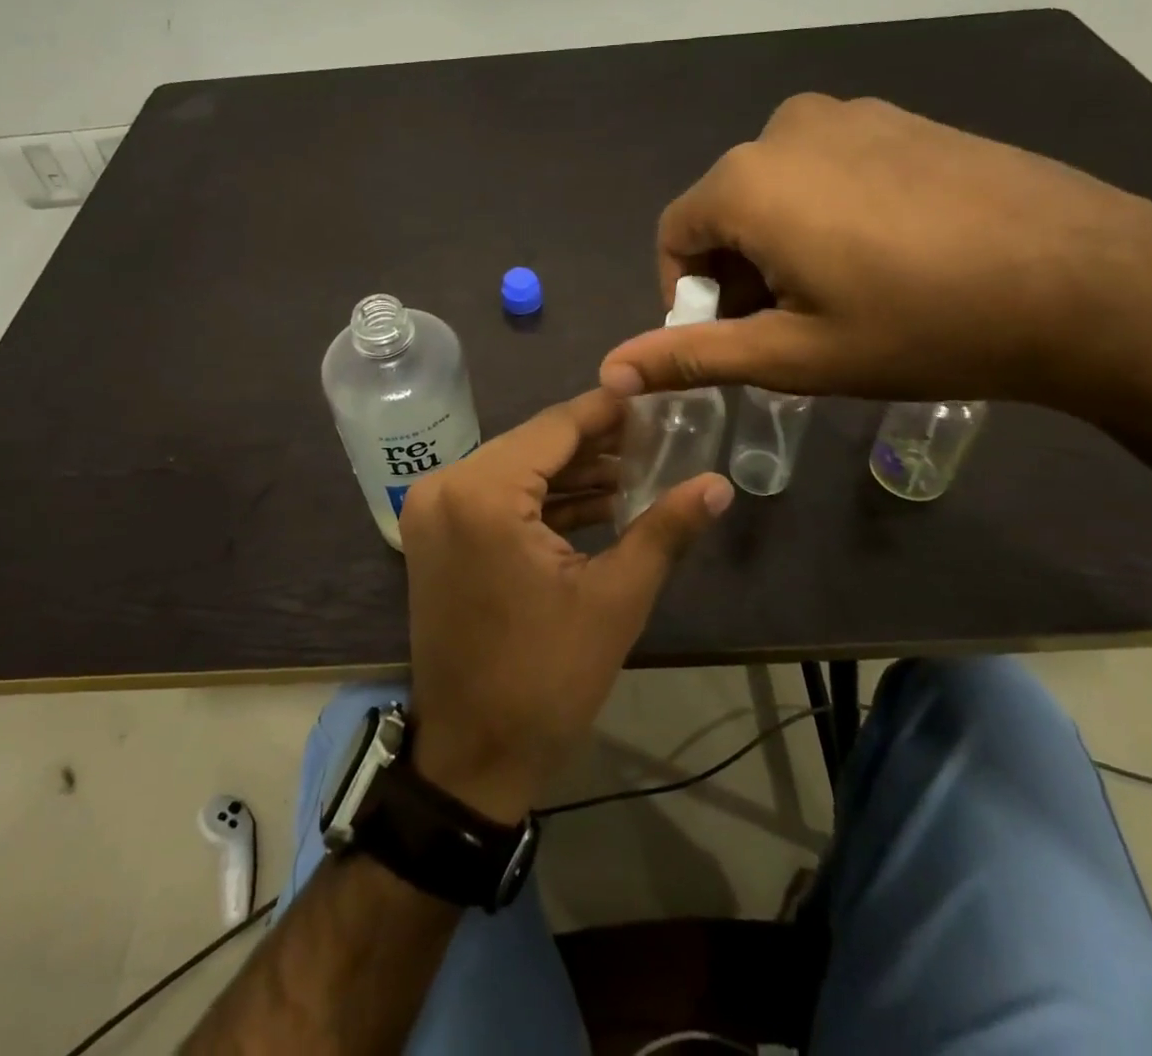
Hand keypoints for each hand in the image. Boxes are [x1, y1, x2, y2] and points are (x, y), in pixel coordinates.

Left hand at [397, 388, 732, 823]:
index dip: (609, 410)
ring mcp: (433, 510)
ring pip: (515, 469)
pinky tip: (597, 501)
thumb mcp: (615, 599)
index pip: (555, 426)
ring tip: (638, 468)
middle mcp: (446, 486)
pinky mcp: (435, 534)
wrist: (473, 756)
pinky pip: (496, 497)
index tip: (654, 396)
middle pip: (533, 444)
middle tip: (657, 436)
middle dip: (595, 443)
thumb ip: (665, 529)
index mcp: (483, 493)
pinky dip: (542, 499)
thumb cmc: (545, 678)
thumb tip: (718, 484)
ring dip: (571, 472)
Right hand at [599, 94, 1151, 407]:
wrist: (1090, 282)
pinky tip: (887, 259)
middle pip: (725, 211)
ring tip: (839, 298)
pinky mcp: (903, 120)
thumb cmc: (921, 326)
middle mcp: (785, 129)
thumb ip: (691, 356)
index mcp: (746, 181)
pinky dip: (829, 215)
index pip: (673, 236)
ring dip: (781, 245)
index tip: (732, 340)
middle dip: (737, 272)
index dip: (688, 296)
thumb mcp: (793, 355)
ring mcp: (852, 115)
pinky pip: (830, 168)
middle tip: (788, 329)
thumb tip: (610, 371)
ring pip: (778, 189)